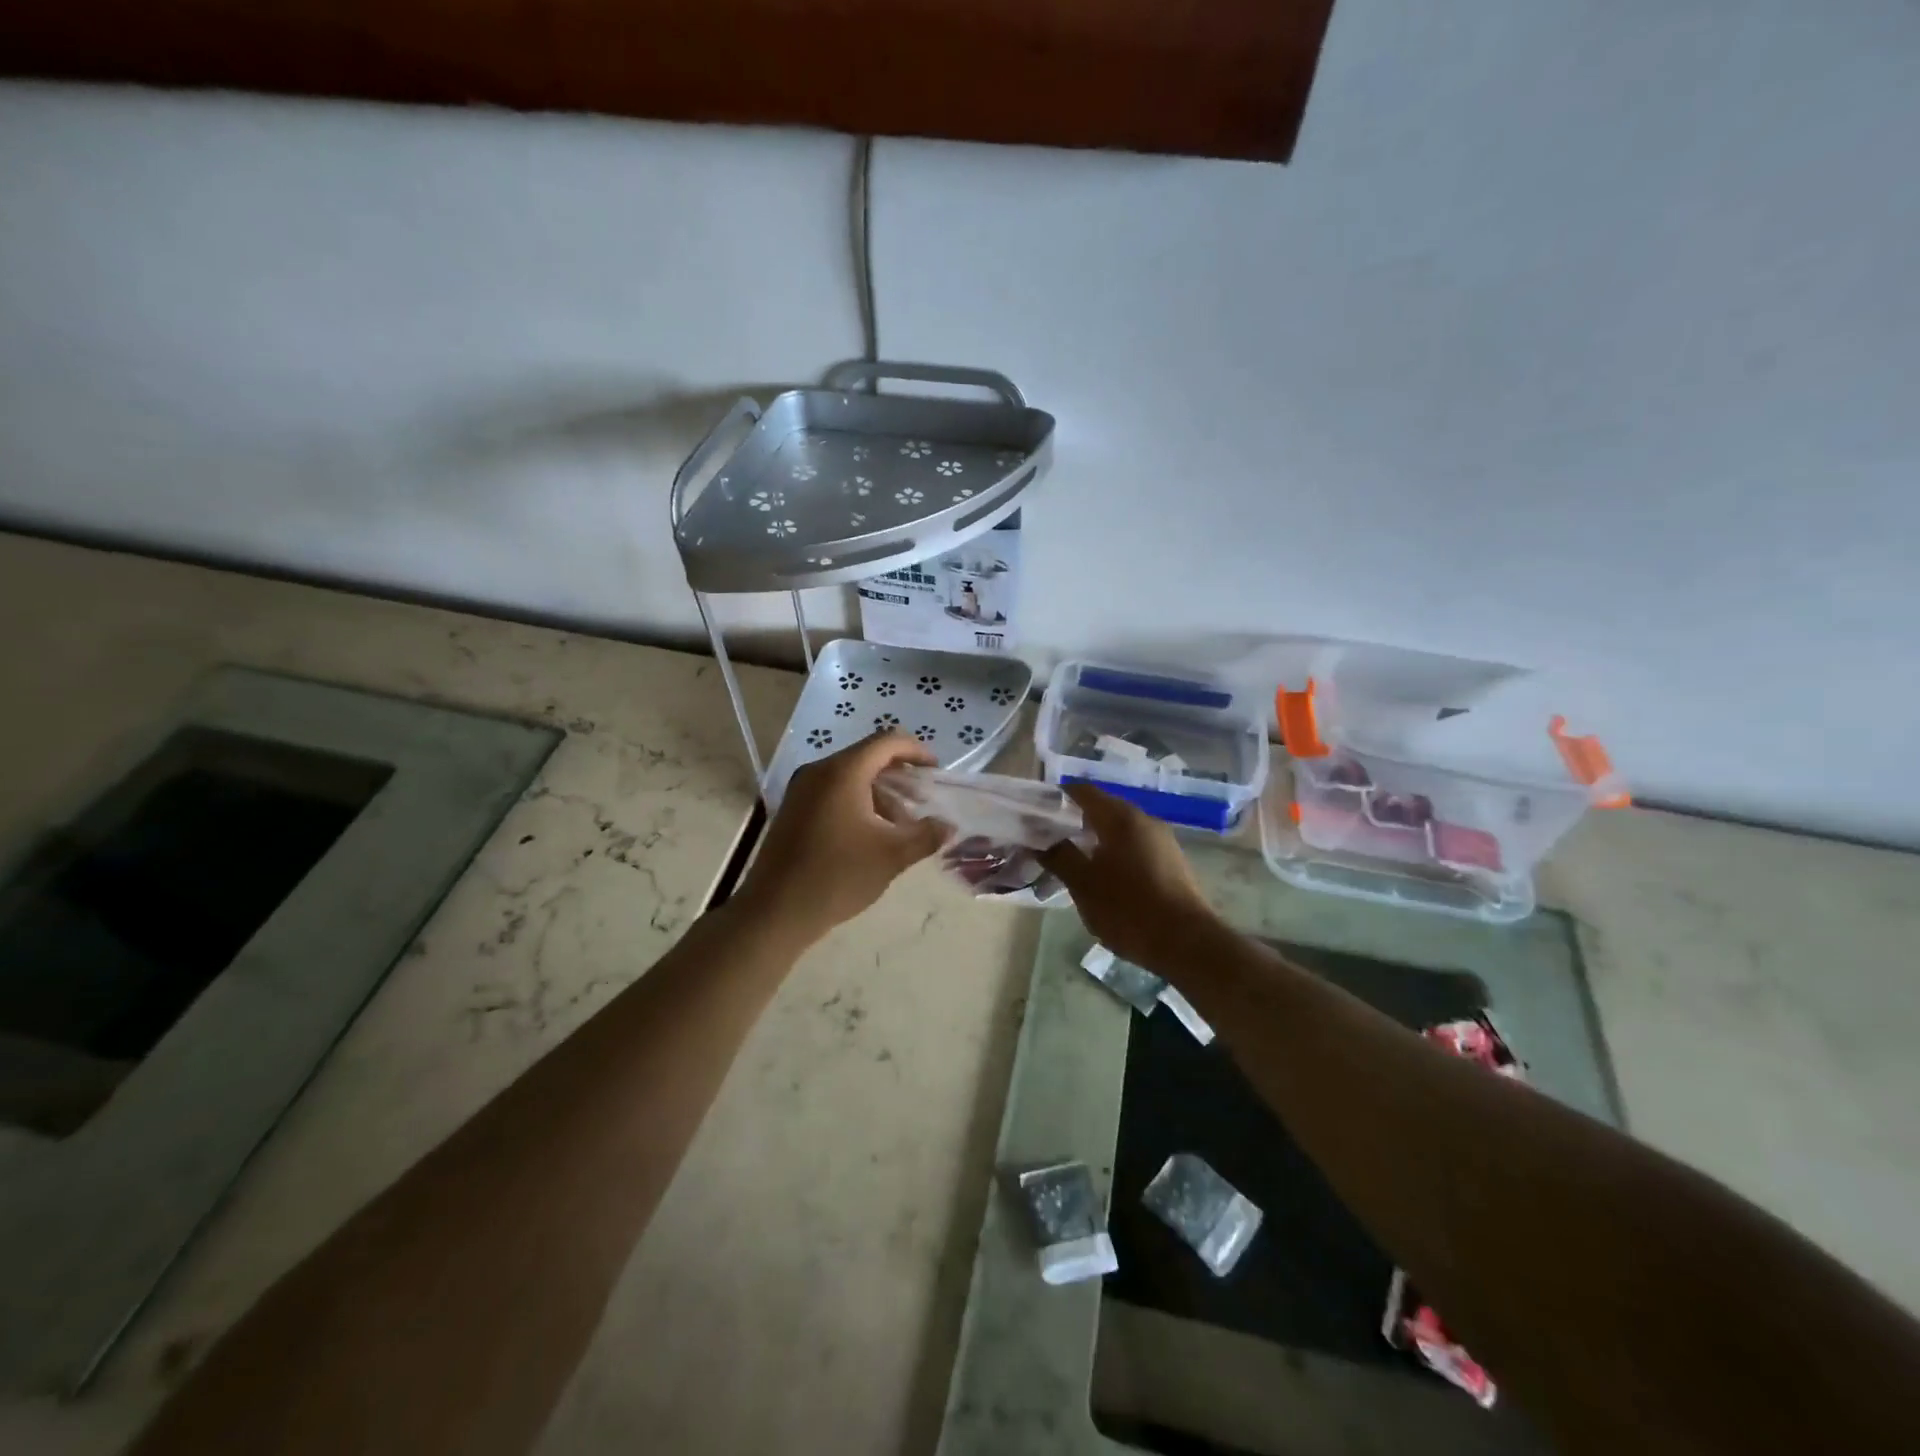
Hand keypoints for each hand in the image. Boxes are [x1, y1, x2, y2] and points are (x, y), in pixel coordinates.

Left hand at [735, 732, 946, 945]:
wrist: (775, 911)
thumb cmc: (838, 876)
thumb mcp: (892, 855)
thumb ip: (926, 835)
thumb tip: (947, 826)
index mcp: (843, 772)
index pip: (887, 741)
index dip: (917, 751)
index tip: (936, 772)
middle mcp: (819, 771)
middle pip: (868, 757)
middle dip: (900, 776)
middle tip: (922, 802)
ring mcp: (802, 789)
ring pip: (850, 776)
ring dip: (880, 793)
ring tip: (900, 826)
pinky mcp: (793, 809)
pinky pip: (833, 792)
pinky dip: (858, 802)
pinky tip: (870, 835)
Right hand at [1037, 783, 1222, 969]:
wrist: (1187, 944)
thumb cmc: (1128, 909)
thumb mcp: (1083, 884)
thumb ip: (1059, 856)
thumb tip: (1041, 841)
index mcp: (1121, 818)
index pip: (1082, 791)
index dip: (1056, 798)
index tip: (1035, 814)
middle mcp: (1145, 820)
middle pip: (1102, 808)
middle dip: (1073, 821)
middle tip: (1048, 840)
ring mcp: (1163, 840)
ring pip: (1120, 829)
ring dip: (1094, 839)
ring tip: (1073, 861)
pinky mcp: (1172, 862)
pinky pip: (1135, 846)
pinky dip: (1114, 852)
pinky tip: (1104, 877)